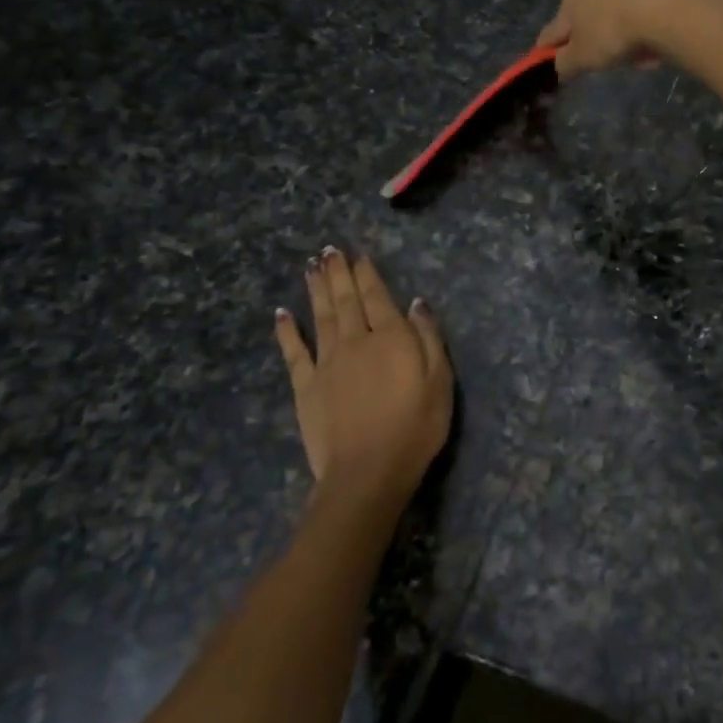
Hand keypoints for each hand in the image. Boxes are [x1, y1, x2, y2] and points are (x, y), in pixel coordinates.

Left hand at [273, 248, 452, 513]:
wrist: (368, 471)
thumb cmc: (416, 428)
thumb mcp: (440, 382)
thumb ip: (429, 338)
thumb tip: (417, 303)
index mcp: (392, 338)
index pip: (378, 297)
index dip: (367, 274)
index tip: (359, 255)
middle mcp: (356, 341)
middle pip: (346, 300)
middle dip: (339, 273)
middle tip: (330, 251)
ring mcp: (327, 362)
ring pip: (321, 316)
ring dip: (317, 290)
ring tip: (312, 267)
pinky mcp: (306, 386)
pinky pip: (294, 351)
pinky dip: (287, 330)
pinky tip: (282, 313)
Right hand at [535, 0, 722, 80]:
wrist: (669, 7)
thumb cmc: (613, 31)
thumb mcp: (582, 58)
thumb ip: (565, 63)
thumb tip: (559, 66)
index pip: (558, 24)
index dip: (555, 45)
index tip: (557, 59)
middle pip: (596, 10)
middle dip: (601, 34)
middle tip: (612, 59)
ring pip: (627, 5)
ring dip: (631, 27)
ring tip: (643, 54)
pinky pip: (656, 4)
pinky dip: (656, 20)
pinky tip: (663, 39)